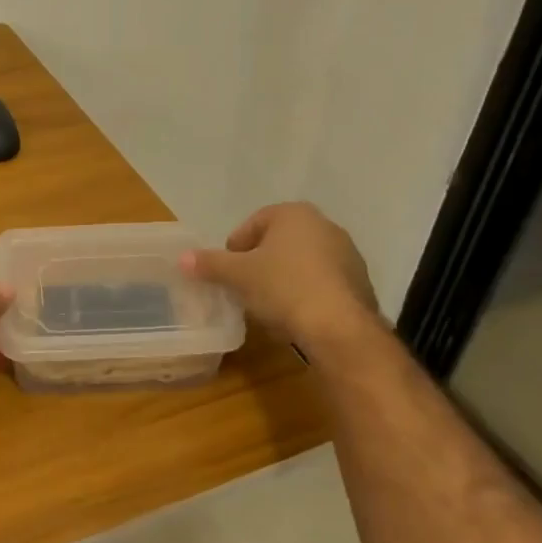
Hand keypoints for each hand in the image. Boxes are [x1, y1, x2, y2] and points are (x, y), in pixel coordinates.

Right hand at [181, 203, 380, 357]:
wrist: (340, 328)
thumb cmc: (283, 287)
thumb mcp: (238, 275)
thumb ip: (210, 263)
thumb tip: (182, 258)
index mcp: (294, 214)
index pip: (253, 223)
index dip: (234, 247)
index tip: (227, 271)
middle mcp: (325, 225)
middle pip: (279, 241)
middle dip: (259, 261)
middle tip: (243, 286)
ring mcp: (347, 254)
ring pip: (301, 261)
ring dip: (283, 277)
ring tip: (267, 304)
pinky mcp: (359, 283)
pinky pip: (322, 282)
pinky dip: (305, 292)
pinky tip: (294, 314)